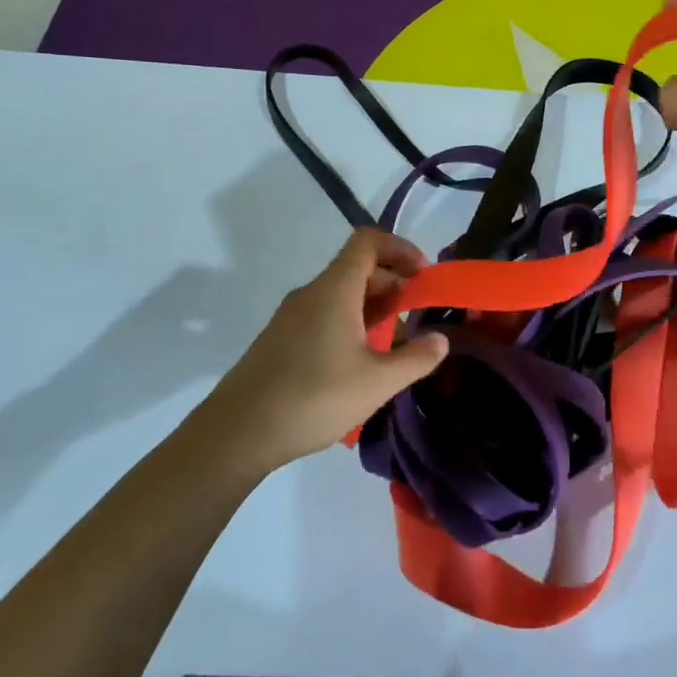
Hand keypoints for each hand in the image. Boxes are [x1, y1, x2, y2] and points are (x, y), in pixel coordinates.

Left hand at [206, 230, 448, 472]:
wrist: (235, 434)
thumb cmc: (313, 398)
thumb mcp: (377, 382)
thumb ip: (416, 358)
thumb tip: (441, 340)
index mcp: (335, 289)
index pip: (369, 241)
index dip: (401, 249)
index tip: (424, 277)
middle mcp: (311, 293)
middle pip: (357, 268)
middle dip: (393, 284)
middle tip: (416, 316)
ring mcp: (291, 317)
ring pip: (341, 295)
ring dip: (373, 308)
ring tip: (394, 343)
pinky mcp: (280, 340)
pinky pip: (324, 315)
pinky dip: (350, 324)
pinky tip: (358, 363)